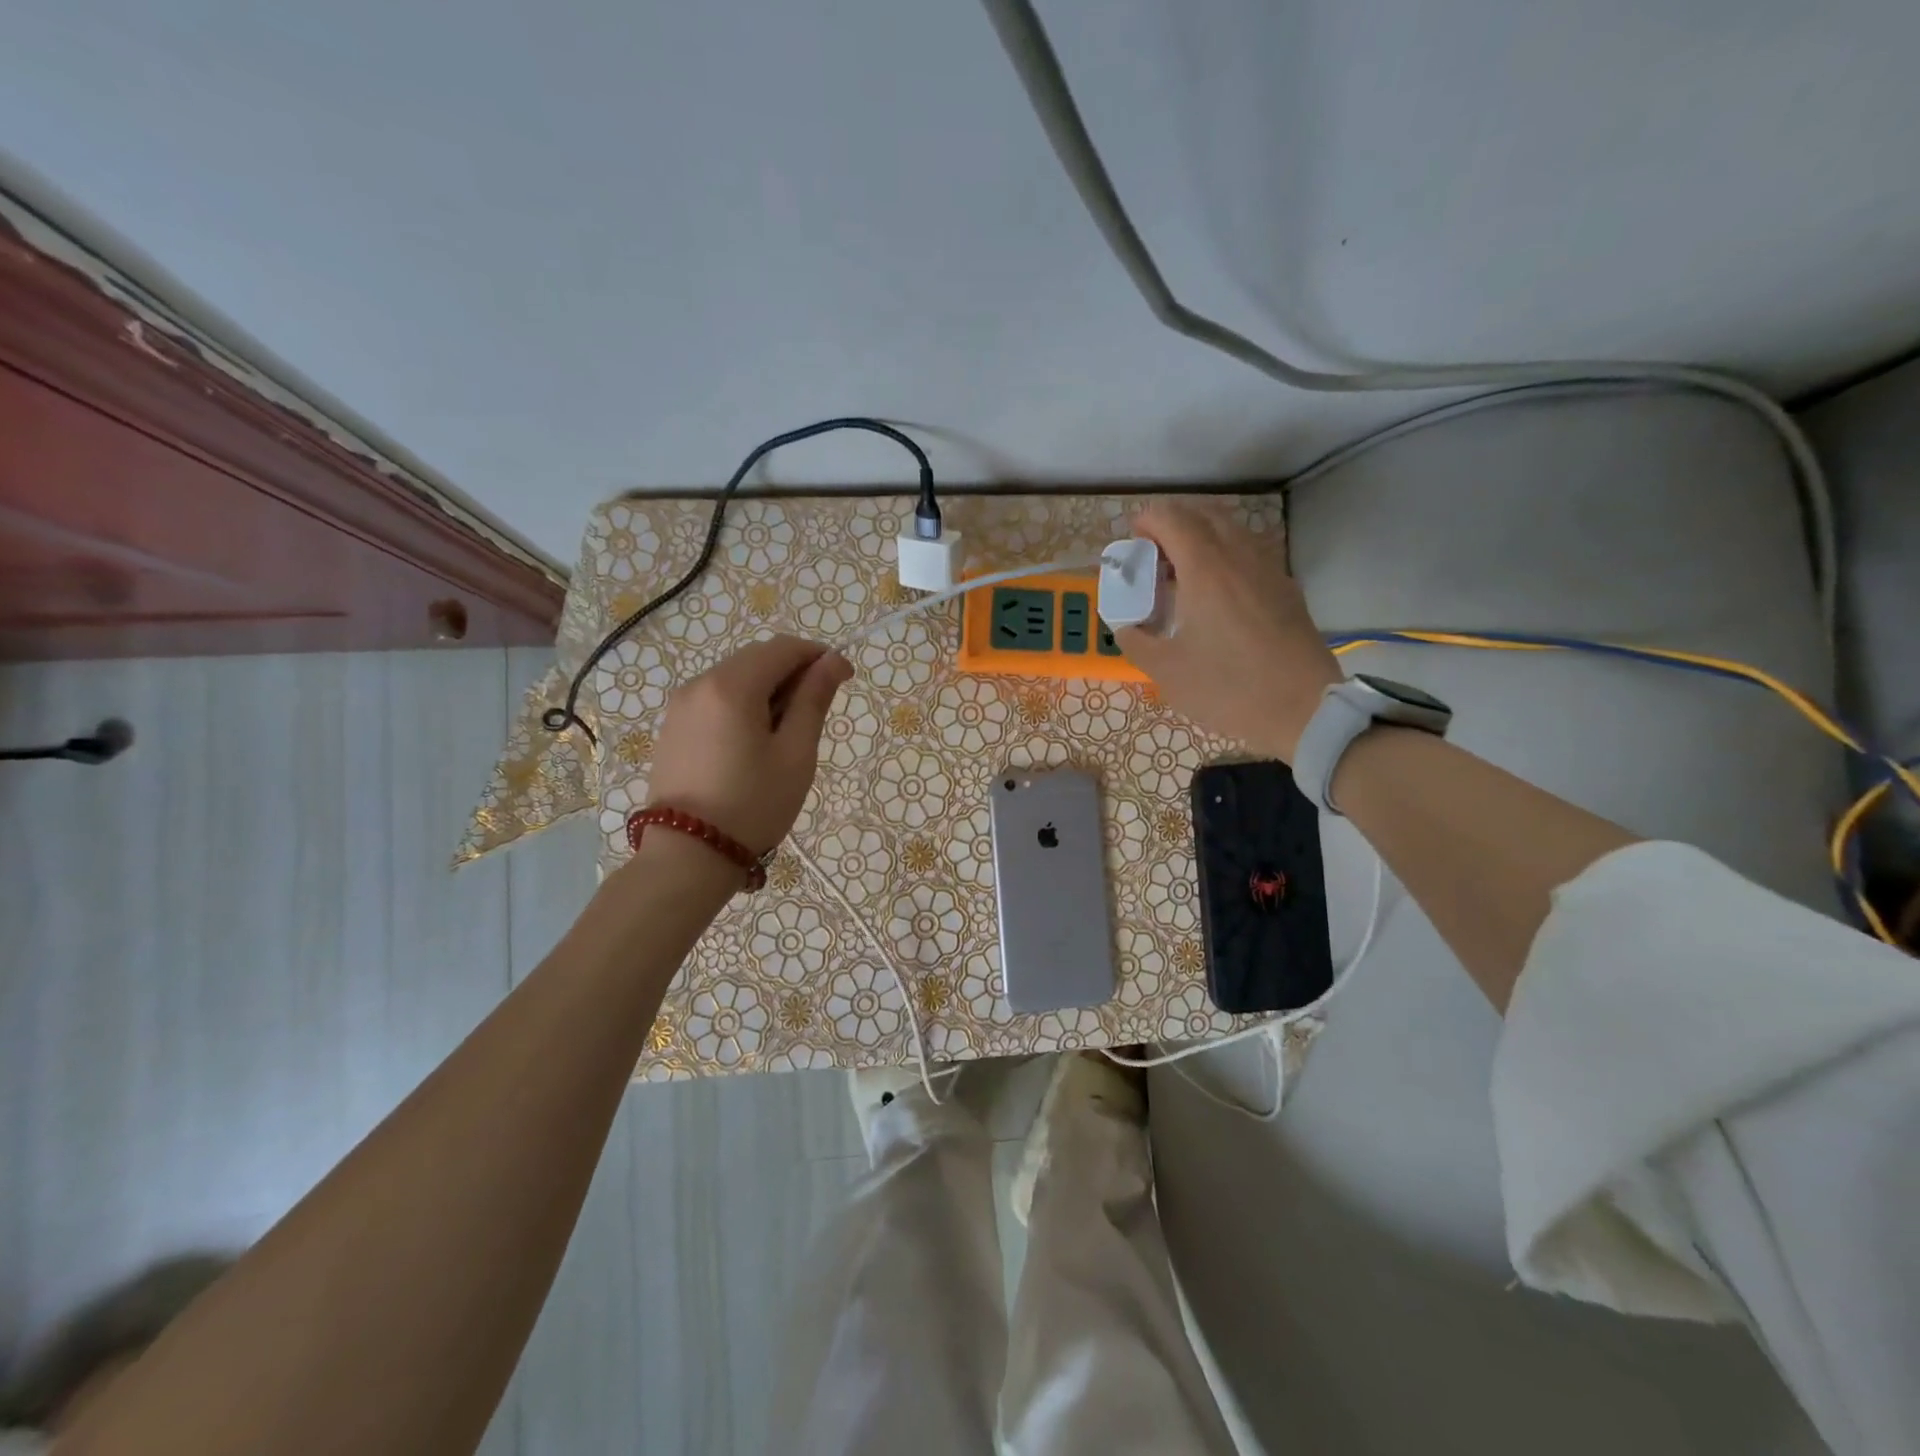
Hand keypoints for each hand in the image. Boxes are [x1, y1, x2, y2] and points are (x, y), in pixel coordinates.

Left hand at [646, 635, 853, 853]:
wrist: (687, 856)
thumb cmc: (753, 804)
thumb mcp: (795, 753)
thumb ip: (814, 700)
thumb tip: (833, 660)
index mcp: (732, 686)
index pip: (784, 647)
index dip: (819, 656)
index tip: (845, 679)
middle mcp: (700, 683)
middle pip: (757, 658)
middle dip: (793, 672)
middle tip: (816, 713)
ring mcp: (681, 705)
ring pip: (736, 677)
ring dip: (769, 689)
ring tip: (786, 734)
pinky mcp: (673, 727)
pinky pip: (716, 698)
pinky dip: (744, 704)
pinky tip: (754, 742)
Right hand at [1116, 501, 1342, 761]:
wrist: (1303, 709)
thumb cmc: (1228, 688)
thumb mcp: (1167, 671)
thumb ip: (1137, 642)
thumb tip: (1126, 628)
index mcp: (1205, 569)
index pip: (1173, 519)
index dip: (1148, 519)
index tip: (1133, 537)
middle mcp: (1239, 556)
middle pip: (1205, 515)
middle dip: (1174, 523)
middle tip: (1154, 552)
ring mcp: (1269, 570)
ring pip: (1232, 531)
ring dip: (1202, 538)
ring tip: (1183, 571)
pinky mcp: (1286, 589)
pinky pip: (1250, 553)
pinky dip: (1226, 556)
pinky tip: (1217, 593)